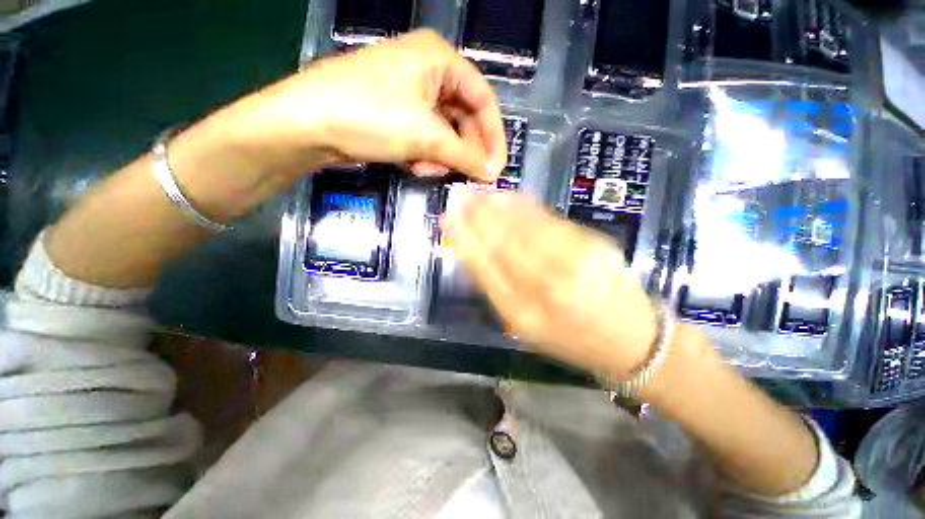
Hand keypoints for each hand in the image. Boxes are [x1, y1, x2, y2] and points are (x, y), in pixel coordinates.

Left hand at [233, 29, 506, 182]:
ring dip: (442, 156)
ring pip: (444, 131)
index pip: (483, 100)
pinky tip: (415, 165)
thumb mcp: (424, 136)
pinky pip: (425, 137)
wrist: (307, 125)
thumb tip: (492, 173)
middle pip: (463, 118)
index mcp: (439, 59)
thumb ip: (464, 156)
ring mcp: (410, 93)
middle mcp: (428, 71)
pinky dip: (425, 155)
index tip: (496, 167)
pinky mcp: (397, 114)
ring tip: (430, 170)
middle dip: (464, 151)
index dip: (493, 137)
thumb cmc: (370, 116)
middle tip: (468, 177)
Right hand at [443, 192, 658, 376]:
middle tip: (458, 195)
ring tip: (479, 192)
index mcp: (524, 314)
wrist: (631, 342)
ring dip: (498, 206)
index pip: (485, 267)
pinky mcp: (594, 245)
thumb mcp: (525, 327)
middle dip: (476, 216)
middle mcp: (547, 287)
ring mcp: (573, 262)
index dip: (464, 238)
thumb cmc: (570, 340)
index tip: (448, 217)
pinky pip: (550, 220)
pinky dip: (526, 206)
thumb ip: (499, 290)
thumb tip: (475, 251)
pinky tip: (510, 196)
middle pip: (502, 242)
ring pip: (525, 227)